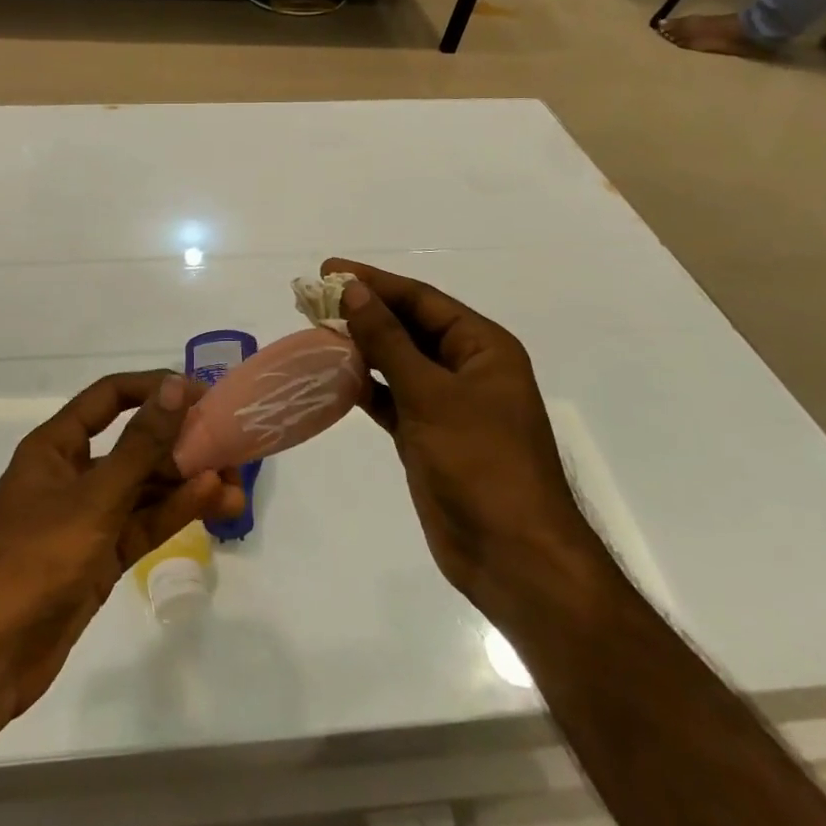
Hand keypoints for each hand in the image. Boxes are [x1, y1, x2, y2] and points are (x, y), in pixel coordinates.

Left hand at [0, 372, 244, 722]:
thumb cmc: (35, 559)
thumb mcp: (94, 497)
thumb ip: (140, 445)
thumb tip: (175, 387)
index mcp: (56, 446)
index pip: (110, 398)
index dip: (153, 389)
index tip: (201, 393)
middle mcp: (72, 473)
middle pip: (134, 444)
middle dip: (181, 444)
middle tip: (231, 447)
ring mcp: (87, 517)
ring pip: (144, 488)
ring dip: (186, 484)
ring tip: (236, 485)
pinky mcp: (100, 556)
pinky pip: (142, 524)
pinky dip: (173, 513)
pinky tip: (212, 503)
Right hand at [322, 258, 595, 612]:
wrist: (512, 555)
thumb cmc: (480, 463)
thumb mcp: (431, 393)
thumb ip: (388, 340)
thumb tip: (353, 290)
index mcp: (482, 347)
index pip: (421, 300)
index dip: (374, 282)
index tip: (328, 270)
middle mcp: (466, 368)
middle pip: (408, 326)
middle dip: (363, 311)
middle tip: (312, 298)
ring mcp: (447, 404)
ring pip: (396, 361)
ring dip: (359, 347)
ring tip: (314, 329)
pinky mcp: (428, 435)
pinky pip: (390, 397)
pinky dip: (363, 386)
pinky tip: (331, 375)